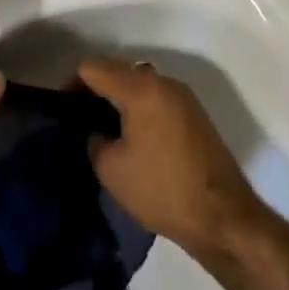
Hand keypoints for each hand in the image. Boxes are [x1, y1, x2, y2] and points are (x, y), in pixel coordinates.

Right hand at [78, 58, 267, 260]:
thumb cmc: (162, 190)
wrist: (225, 220)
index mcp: (139, 89)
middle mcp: (163, 82)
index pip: (92, 69)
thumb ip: (94, 139)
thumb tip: (99, 132)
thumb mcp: (111, 169)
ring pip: (139, 83)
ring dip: (120, 98)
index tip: (64, 111)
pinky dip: (140, 108)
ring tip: (107, 129)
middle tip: (82, 119)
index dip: (71, 86)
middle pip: (117, 71)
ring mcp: (184, 97)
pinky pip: (157, 98)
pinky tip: (135, 137)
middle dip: (96, 90)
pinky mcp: (196, 115)